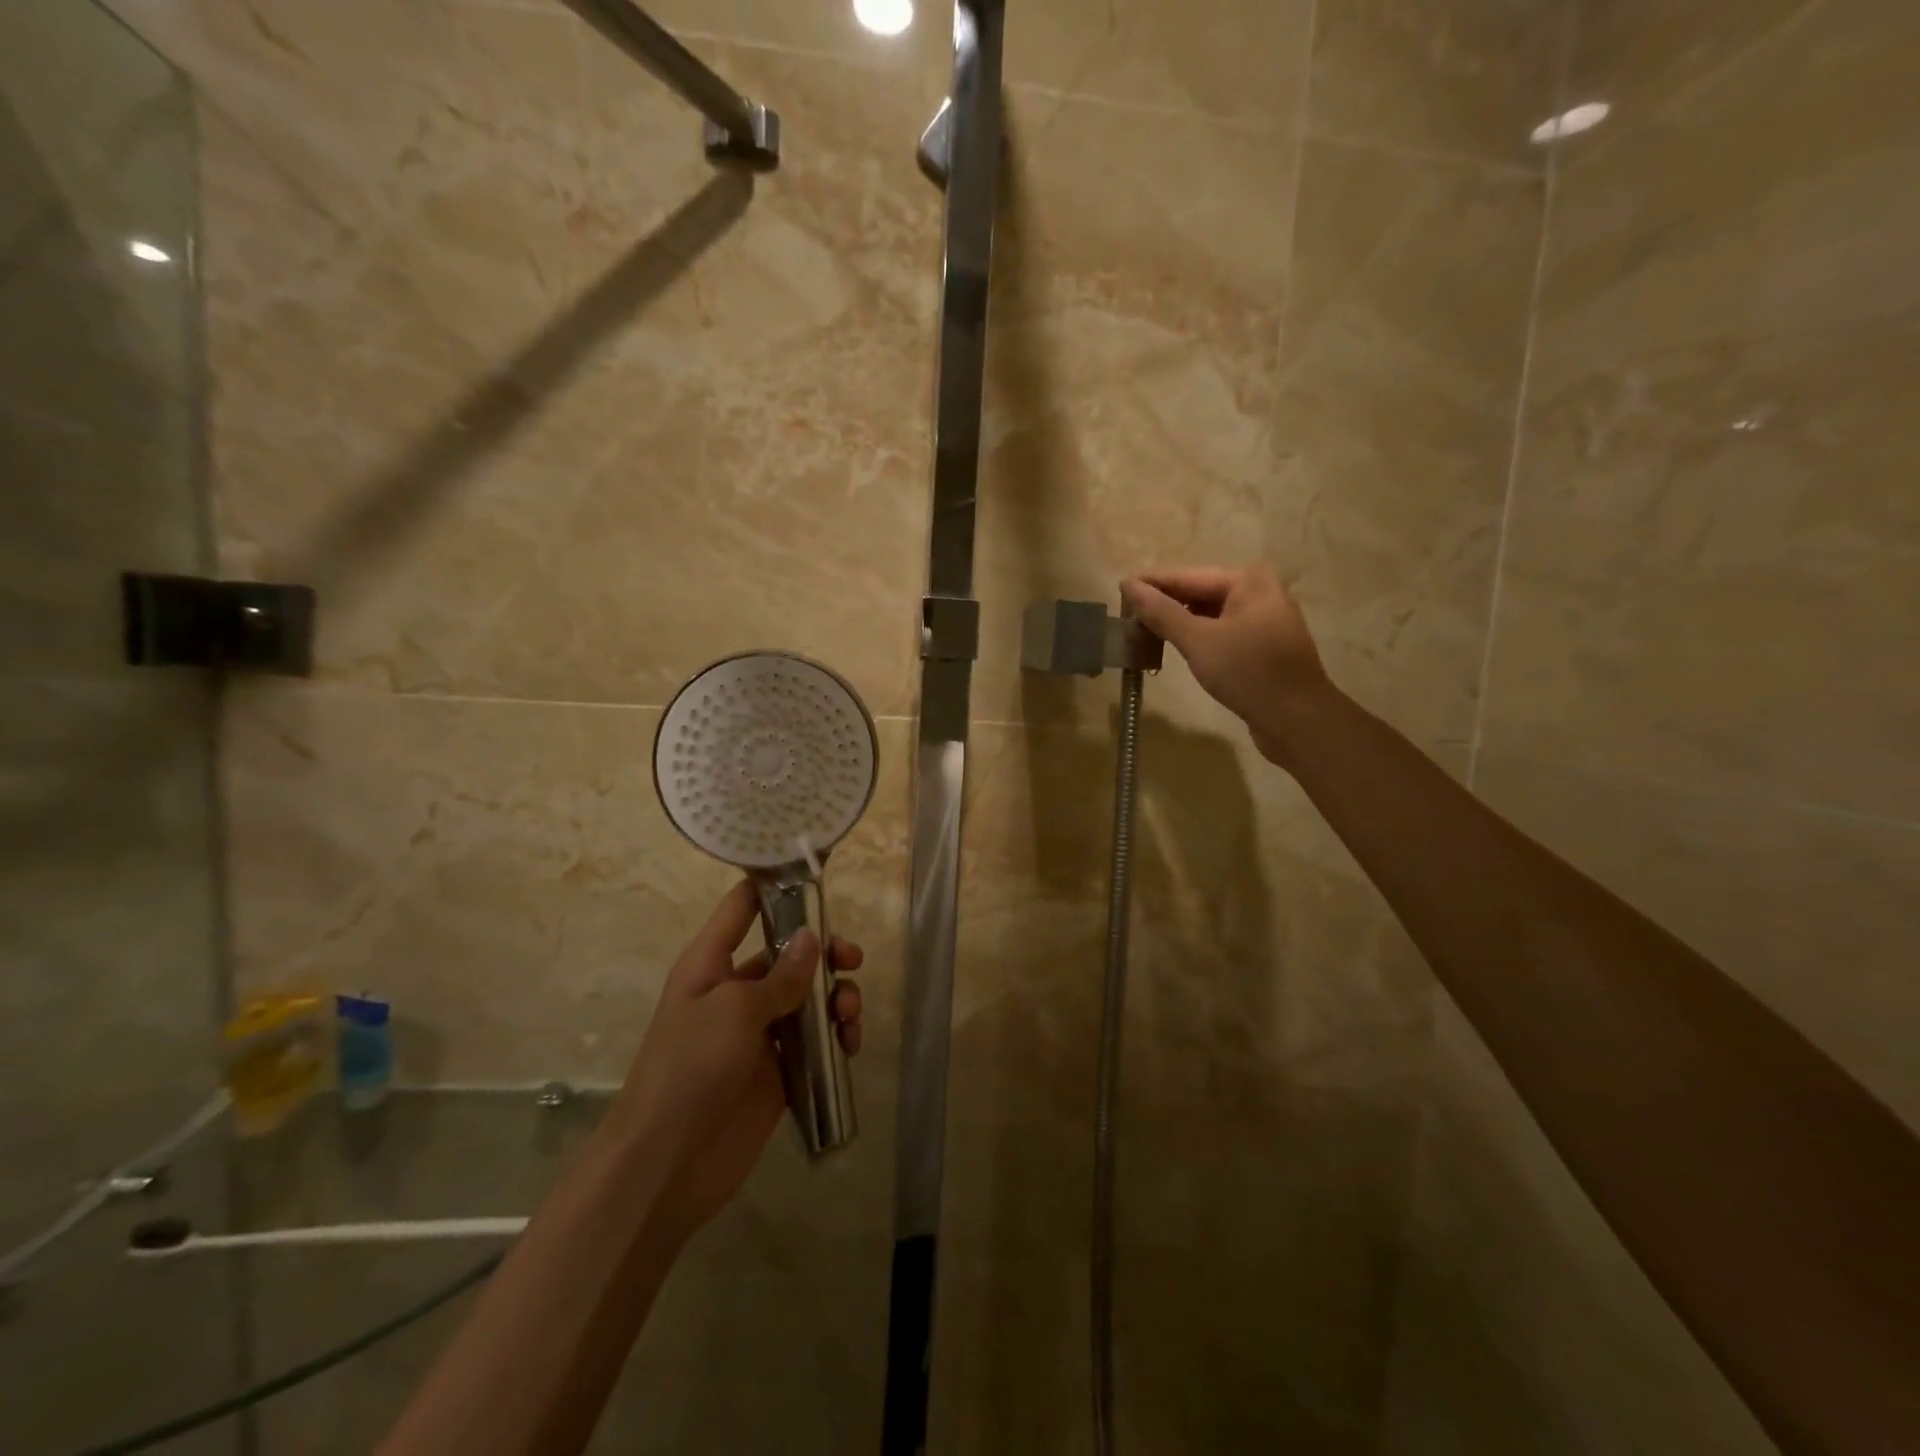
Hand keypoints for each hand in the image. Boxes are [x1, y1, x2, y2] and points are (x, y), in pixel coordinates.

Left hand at [611, 880, 863, 1241]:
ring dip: (836, 997)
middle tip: (852, 960)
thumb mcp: (735, 1011)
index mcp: (711, 964)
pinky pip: (816, 1041)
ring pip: (809, 996)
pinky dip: (837, 1037)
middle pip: (789, 952)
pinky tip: (850, 1044)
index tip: (815, 876)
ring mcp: (759, 1032)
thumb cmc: (690, 1068)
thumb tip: (812, 938)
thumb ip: (781, 976)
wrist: (667, 1163)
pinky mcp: (779, 1070)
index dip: (774, 886)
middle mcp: (736, 991)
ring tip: (849, 1015)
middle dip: (824, 952)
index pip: (742, 907)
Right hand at [1121, 564, 1330, 764]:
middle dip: (1165, 603)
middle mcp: (1261, 592)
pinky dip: (1198, 637)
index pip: (1188, 576)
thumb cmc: (1248, 672)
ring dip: (1179, 622)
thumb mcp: (1198, 641)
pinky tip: (1175, 646)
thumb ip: (1161, 613)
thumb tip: (1128, 586)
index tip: (1120, 589)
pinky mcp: (1264, 646)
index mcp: (1249, 581)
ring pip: (1211, 614)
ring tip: (1143, 631)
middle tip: (1127, 614)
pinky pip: (1222, 632)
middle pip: (1200, 592)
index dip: (1152, 584)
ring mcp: (1265, 620)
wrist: (1297, 719)